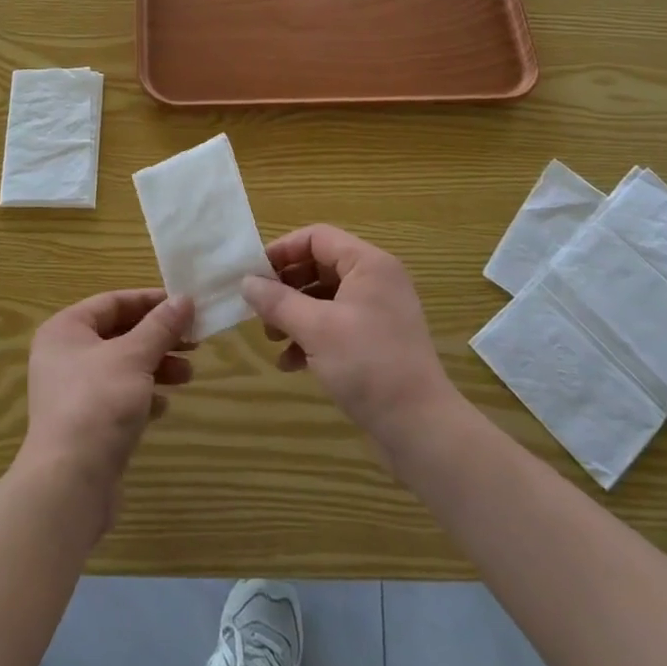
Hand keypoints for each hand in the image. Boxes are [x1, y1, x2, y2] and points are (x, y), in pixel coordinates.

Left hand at [18, 289, 194, 526]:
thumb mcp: (135, 356)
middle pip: (119, 334)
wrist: (70, 483)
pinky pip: (119, 398)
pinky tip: (164, 406)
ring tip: (188, 375)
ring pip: (122, 367)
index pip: (113, 302)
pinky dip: (143, 396)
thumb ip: (161, 326)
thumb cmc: (99, 402)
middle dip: (159, 338)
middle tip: (195, 342)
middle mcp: (64, 356)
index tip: (185, 305)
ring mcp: (73, 392)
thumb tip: (184, 298)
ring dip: (157, 367)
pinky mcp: (85, 424)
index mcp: (66, 330)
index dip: (150, 301)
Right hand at [241, 225, 455, 452]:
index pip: (317, 237)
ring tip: (272, 338)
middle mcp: (376, 280)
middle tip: (259, 309)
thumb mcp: (316, 329)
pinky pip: (336, 325)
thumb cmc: (368, 365)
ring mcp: (378, 312)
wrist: (421, 428)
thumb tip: (246, 282)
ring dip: (294, 314)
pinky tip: (291, 363)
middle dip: (286, 288)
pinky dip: (311, 337)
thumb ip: (278, 301)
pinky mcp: (376, 341)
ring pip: (325, 298)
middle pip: (319, 266)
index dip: (282, 251)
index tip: (253, 274)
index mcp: (368, 264)